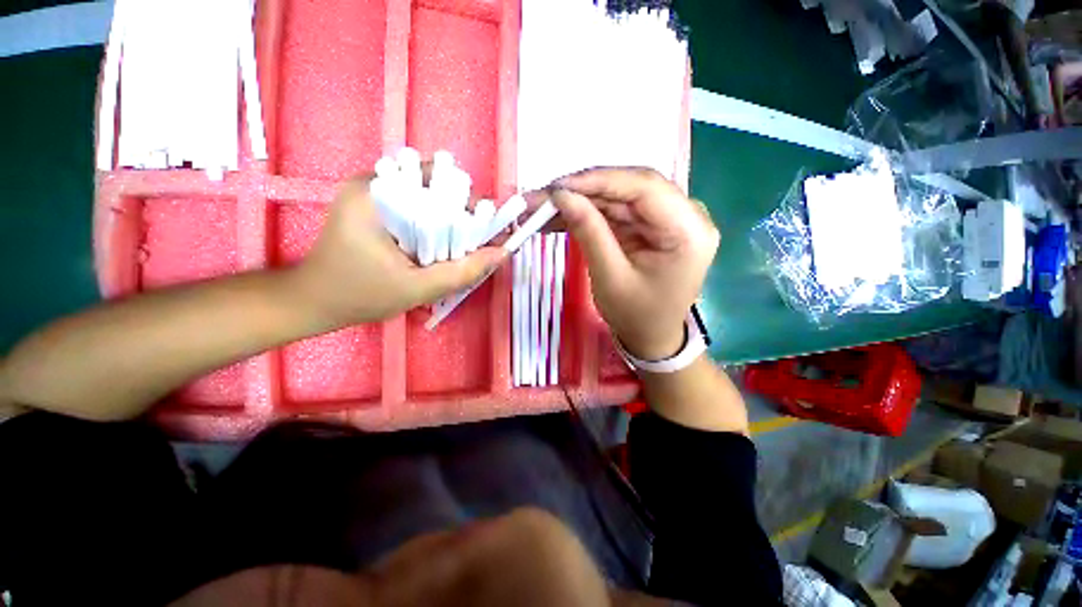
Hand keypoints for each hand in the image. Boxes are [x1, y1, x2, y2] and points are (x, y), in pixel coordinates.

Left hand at [291, 176, 504, 326]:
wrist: (314, 301)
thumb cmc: (360, 296)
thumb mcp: (417, 289)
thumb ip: (462, 272)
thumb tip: (502, 253)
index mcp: (375, 195)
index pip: (438, 180)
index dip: (468, 203)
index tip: (483, 231)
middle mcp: (371, 182)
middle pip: (434, 185)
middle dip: (460, 213)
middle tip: (470, 243)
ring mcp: (369, 191)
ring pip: (427, 195)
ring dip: (447, 218)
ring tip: (454, 246)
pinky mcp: (371, 203)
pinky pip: (415, 204)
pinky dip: (433, 221)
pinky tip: (436, 244)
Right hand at [548, 168, 718, 359]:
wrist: (652, 337)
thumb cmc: (637, 316)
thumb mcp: (611, 278)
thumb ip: (589, 232)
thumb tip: (561, 195)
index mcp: (688, 231)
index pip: (644, 187)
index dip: (598, 180)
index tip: (557, 186)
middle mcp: (686, 216)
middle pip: (630, 187)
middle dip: (583, 191)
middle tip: (543, 197)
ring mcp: (668, 218)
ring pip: (618, 197)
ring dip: (580, 202)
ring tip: (542, 209)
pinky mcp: (651, 225)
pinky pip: (617, 211)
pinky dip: (588, 213)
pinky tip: (560, 218)